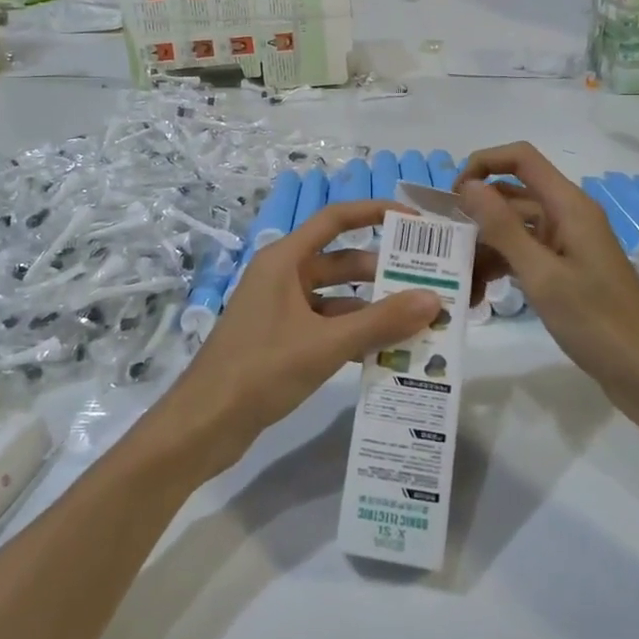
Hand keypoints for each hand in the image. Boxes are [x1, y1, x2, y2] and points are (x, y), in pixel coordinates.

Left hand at [170, 199, 441, 465]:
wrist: (204, 424)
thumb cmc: (261, 370)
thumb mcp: (326, 344)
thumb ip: (380, 322)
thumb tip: (433, 299)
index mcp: (284, 260)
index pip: (335, 219)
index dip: (375, 213)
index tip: (415, 222)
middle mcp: (282, 276)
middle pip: (341, 261)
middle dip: (382, 271)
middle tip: (428, 283)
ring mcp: (279, 308)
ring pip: (336, 297)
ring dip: (371, 307)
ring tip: (417, 321)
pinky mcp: (280, 339)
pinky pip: (325, 325)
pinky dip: (353, 333)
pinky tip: (386, 352)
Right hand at [456, 143, 638, 387]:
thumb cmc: (597, 322)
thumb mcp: (542, 275)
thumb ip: (503, 228)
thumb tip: (468, 185)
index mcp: (569, 206)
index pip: (521, 159)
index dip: (483, 164)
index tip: (451, 197)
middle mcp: (568, 216)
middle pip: (512, 196)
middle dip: (476, 215)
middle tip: (442, 247)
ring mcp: (567, 244)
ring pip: (514, 229)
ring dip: (484, 248)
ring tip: (457, 281)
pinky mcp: (566, 270)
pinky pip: (524, 255)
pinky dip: (501, 267)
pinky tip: (478, 294)